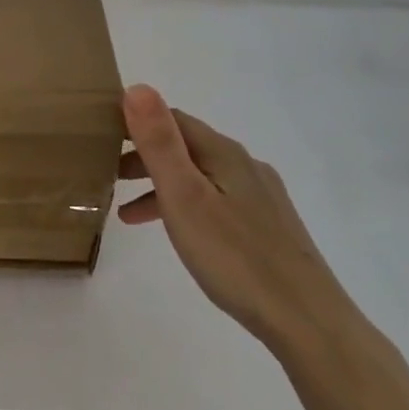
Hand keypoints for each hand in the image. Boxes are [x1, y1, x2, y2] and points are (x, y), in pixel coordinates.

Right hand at [117, 84, 357, 353]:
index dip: (136, 123)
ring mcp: (261, 197)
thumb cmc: (235, 256)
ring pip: (200, 176)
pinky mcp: (269, 227)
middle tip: (108, 176)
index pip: (172, 119)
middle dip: (144, 156)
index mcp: (224, 153)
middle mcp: (245, 165)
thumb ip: (159, 143)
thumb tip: (137, 88)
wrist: (306, 321)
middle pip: (186, 147)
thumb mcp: (184, 196)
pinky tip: (182, 235)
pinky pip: (216, 201)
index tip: (101, 139)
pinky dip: (187, 207)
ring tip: (128, 214)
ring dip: (162, 186)